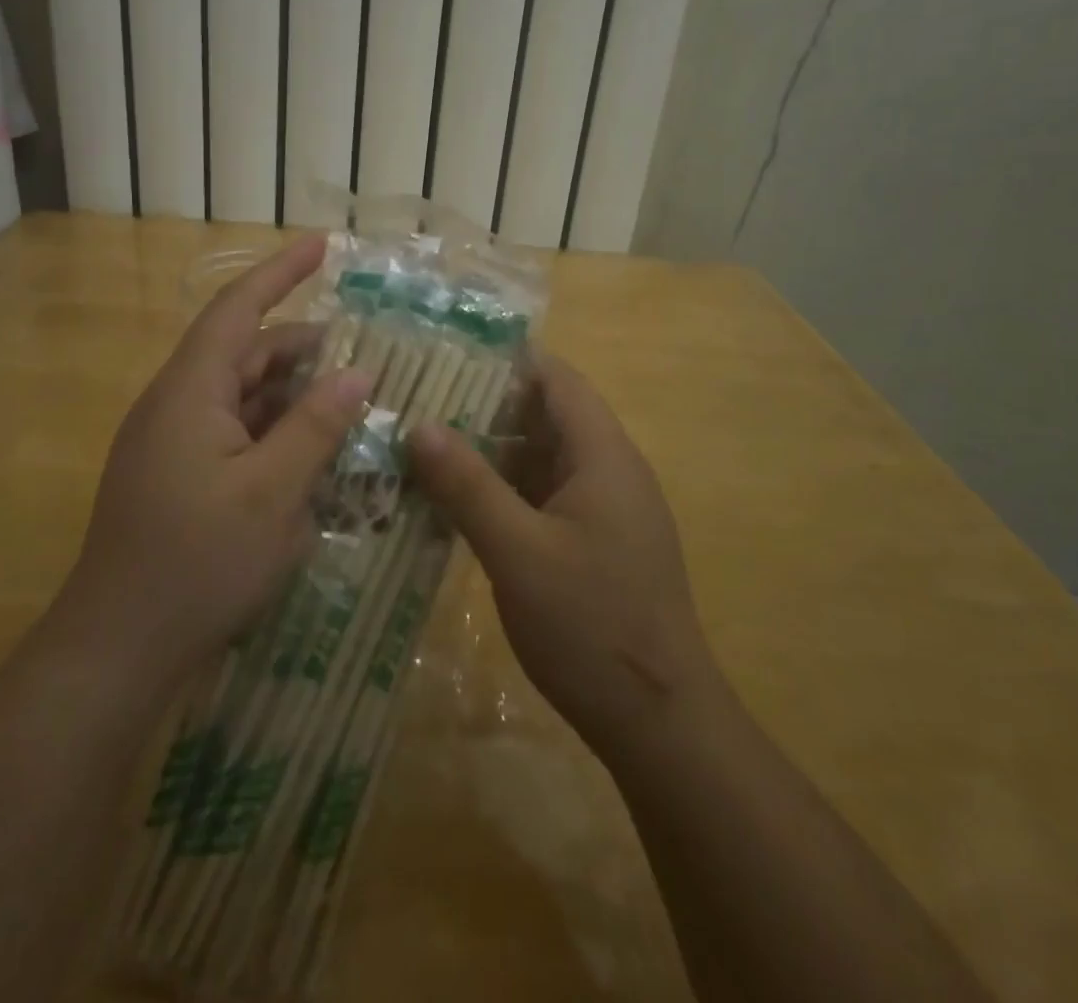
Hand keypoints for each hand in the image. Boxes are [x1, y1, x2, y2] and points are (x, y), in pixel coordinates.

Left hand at [53, 236, 371, 697]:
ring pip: (245, 398)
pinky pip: (236, 434)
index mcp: (191, 392)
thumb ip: (316, 427)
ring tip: (351, 406)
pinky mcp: (180, 477)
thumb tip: (357, 373)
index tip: (324, 245)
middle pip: (247, 354)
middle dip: (306, 349)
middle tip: (367, 356)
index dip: (282, 272)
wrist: (118, 649)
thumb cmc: (197, 563)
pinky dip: (277, 433)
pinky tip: (314, 455)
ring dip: (295, 397)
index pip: (239, 309)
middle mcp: (178, 405)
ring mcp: (175, 443)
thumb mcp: (273, 494)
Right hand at [408, 355, 723, 763]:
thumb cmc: (592, 626)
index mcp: (602, 455)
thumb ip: (468, 485)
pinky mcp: (592, 544)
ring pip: (539, 459)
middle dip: (484, 405)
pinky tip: (455, 502)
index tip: (445, 353)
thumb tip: (419, 425)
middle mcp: (608, 471)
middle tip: (417, 400)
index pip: (556, 379)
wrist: (660, 724)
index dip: (506, 359)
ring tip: (423, 444)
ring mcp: (602, 510)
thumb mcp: (518, 552)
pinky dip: (501, 491)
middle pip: (545, 415)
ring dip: (489, 452)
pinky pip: (541, 497)